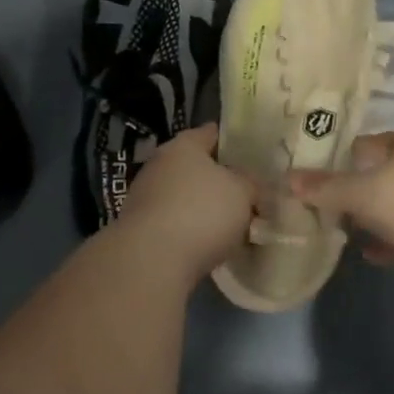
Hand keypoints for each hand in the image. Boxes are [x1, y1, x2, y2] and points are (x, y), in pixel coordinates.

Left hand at [118, 124, 253, 281]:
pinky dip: (190, 231)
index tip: (253, 156)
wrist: (151, 260)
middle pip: (197, 167)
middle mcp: (160, 164)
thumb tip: (250, 185)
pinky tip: (209, 246)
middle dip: (220, 181)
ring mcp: (145, 197)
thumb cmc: (202, 212)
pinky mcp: (139, 228)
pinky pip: (174, 223)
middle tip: (247, 196)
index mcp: (184, 145)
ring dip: (204, 209)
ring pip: (185, 197)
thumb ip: (251, 184)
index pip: (211, 133)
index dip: (234, 142)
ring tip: (232, 227)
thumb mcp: (243, 192)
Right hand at [289, 133, 393, 272]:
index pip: (368, 144)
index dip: (342, 158)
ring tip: (347, 235)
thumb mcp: (362, 193)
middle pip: (382, 176)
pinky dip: (392, 241)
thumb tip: (287, 180)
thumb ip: (326, 188)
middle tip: (329, 210)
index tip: (319, 177)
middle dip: (356, 193)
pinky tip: (373, 255)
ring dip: (373, 220)